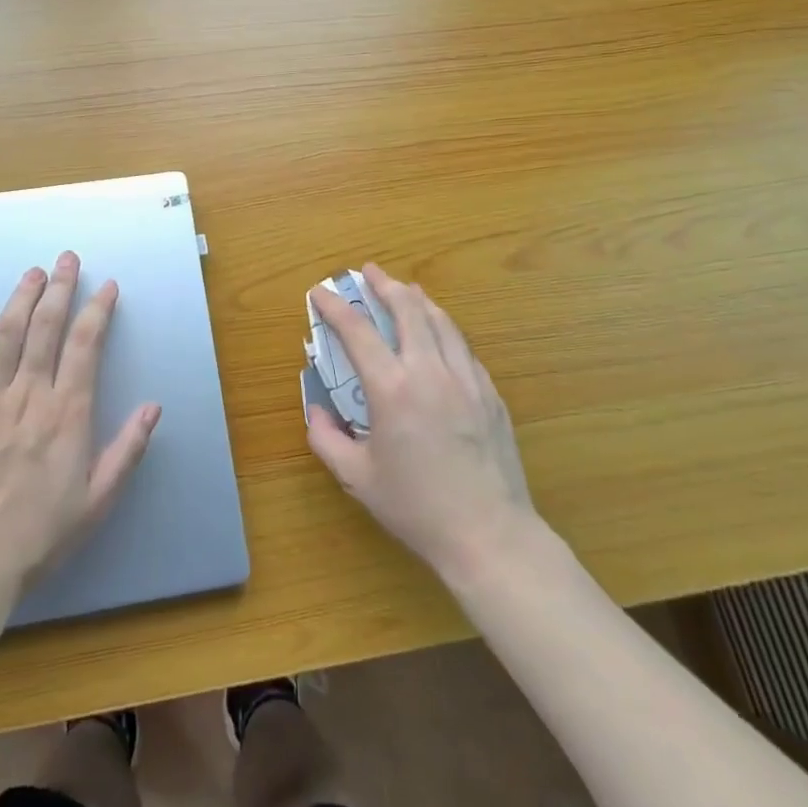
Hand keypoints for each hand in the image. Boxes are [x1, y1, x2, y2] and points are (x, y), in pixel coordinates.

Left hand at [0, 252, 160, 616]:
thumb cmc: (39, 536)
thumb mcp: (97, 502)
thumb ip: (127, 451)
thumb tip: (154, 406)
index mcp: (68, 416)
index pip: (86, 347)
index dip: (98, 311)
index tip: (107, 286)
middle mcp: (29, 397)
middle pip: (47, 328)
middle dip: (60, 288)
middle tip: (67, 259)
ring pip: (8, 335)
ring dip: (22, 297)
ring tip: (34, 271)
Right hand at [306, 262, 537, 585]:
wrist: (489, 534)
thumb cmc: (416, 507)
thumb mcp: (356, 478)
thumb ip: (326, 439)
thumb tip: (317, 410)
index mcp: (392, 389)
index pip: (358, 331)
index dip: (335, 306)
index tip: (320, 291)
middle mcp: (430, 372)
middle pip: (408, 310)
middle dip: (385, 285)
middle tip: (370, 272)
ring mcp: (466, 379)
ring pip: (441, 322)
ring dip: (418, 300)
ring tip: (405, 290)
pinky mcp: (490, 393)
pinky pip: (463, 348)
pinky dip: (445, 330)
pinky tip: (440, 335)